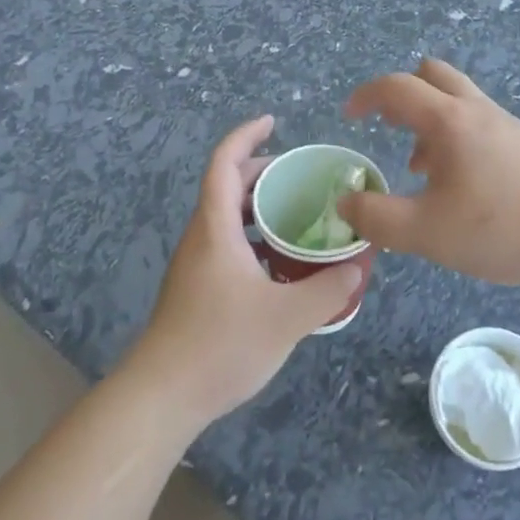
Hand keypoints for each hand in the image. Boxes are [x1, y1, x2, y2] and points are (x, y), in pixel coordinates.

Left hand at [131, 116, 360, 428]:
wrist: (161, 397)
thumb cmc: (220, 344)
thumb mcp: (286, 318)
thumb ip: (327, 290)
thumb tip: (358, 267)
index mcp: (215, 228)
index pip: (224, 163)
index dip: (246, 136)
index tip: (272, 122)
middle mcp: (200, 237)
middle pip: (225, 186)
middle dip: (260, 171)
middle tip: (299, 175)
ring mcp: (194, 264)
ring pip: (225, 218)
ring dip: (256, 205)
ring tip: (295, 214)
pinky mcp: (195, 289)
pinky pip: (225, 243)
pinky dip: (252, 236)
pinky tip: (278, 263)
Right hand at [339, 59, 519, 289]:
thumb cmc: (502, 228)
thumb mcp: (427, 232)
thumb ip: (377, 218)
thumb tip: (346, 202)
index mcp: (448, 120)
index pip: (396, 87)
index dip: (366, 96)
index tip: (349, 116)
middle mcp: (476, 110)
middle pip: (432, 74)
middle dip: (402, 93)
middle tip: (388, 127)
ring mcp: (506, 124)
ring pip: (457, 99)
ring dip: (429, 119)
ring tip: (420, 168)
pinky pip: (478, 122)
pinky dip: (455, 137)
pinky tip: (460, 185)